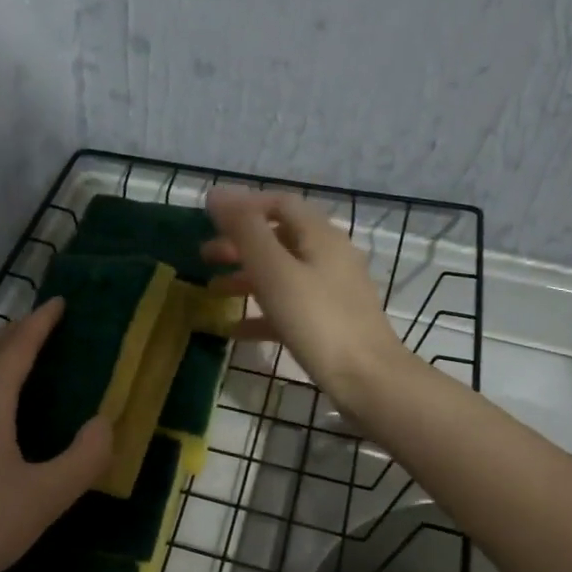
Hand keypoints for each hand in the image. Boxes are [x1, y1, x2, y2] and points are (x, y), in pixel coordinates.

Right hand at [202, 187, 410, 413]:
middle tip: (205, 256)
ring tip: (213, 290)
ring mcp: (332, 290)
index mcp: (320, 236)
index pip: (280, 204)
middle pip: (279, 238)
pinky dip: (261, 310)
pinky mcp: (330, 321)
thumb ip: (245, 231)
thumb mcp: (274, 270)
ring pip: (282, 272)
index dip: (244, 207)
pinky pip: (289, 305)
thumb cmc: (317, 319)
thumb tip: (217, 193)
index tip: (210, 221)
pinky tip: (235, 328)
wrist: (366, 378)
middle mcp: (330, 256)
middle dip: (240, 243)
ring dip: (246, 276)